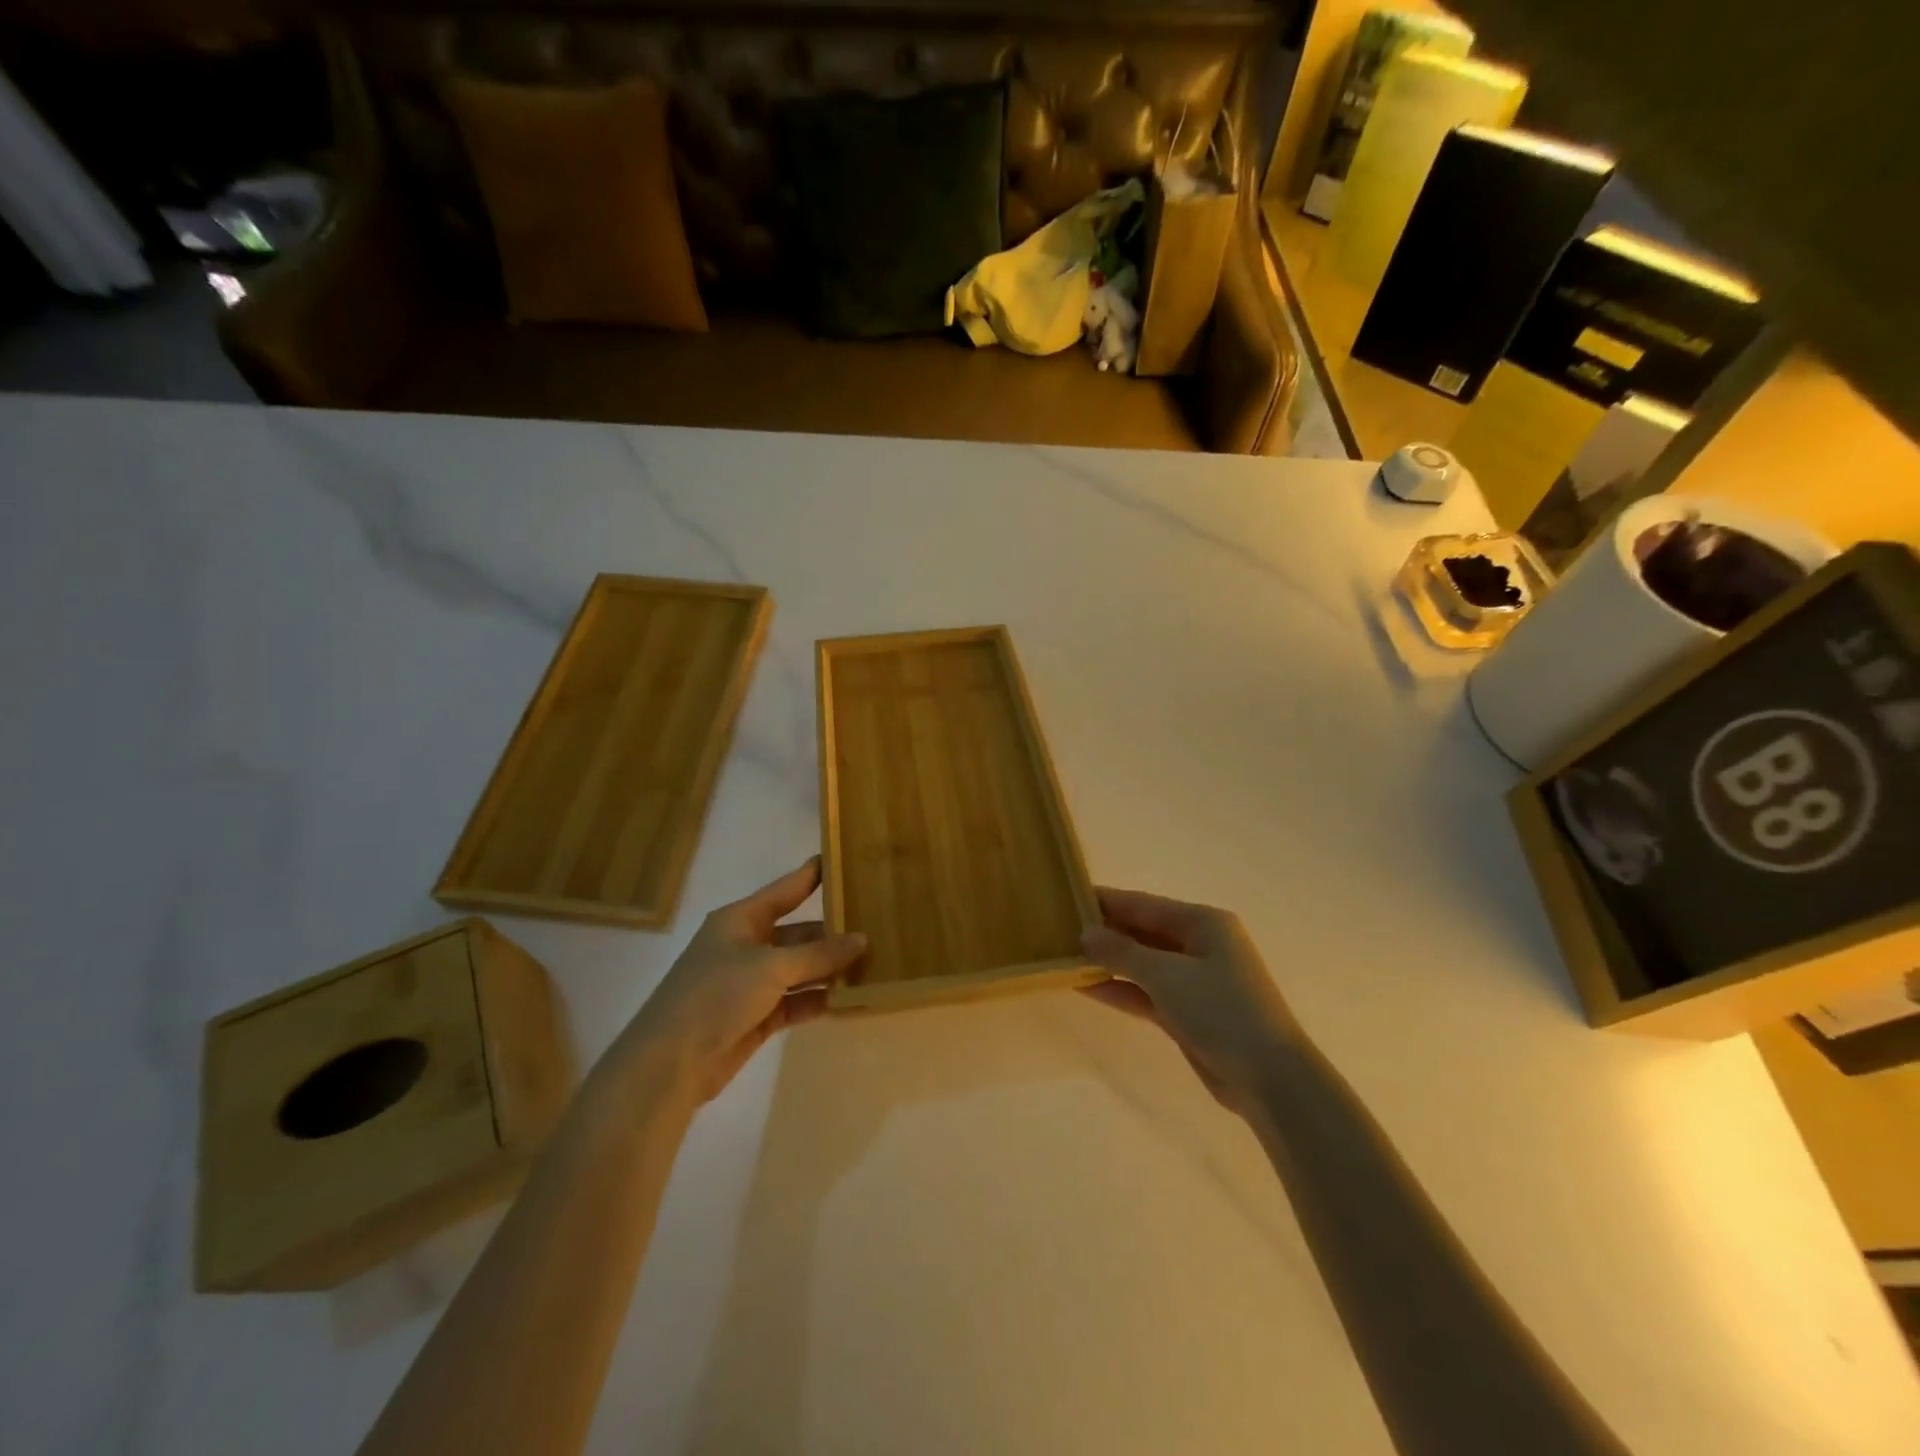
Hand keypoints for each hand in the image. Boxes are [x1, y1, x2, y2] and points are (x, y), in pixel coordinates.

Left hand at [615, 858, 865, 1103]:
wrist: (671, 1062)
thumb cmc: (717, 995)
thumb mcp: (771, 966)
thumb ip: (819, 954)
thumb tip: (862, 939)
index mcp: (740, 920)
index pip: (784, 890)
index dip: (811, 876)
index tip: (841, 860)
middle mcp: (745, 946)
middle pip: (796, 933)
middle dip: (831, 932)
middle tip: (875, 926)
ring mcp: (750, 983)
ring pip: (799, 969)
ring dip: (829, 969)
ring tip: (873, 963)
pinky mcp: (756, 1017)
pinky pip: (796, 1000)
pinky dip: (819, 999)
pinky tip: (851, 999)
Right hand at [1081, 887, 1299, 1114]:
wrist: (1269, 1078)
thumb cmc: (1221, 1010)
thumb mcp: (1166, 974)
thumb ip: (1122, 951)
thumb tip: (1085, 933)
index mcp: (1203, 922)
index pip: (1144, 904)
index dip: (1106, 901)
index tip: (1068, 898)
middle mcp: (1200, 945)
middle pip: (1143, 931)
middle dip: (1105, 932)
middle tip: (1059, 930)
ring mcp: (1195, 980)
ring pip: (1143, 963)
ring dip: (1109, 962)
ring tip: (1065, 957)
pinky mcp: (1189, 1013)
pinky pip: (1147, 992)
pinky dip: (1121, 989)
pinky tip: (1087, 987)